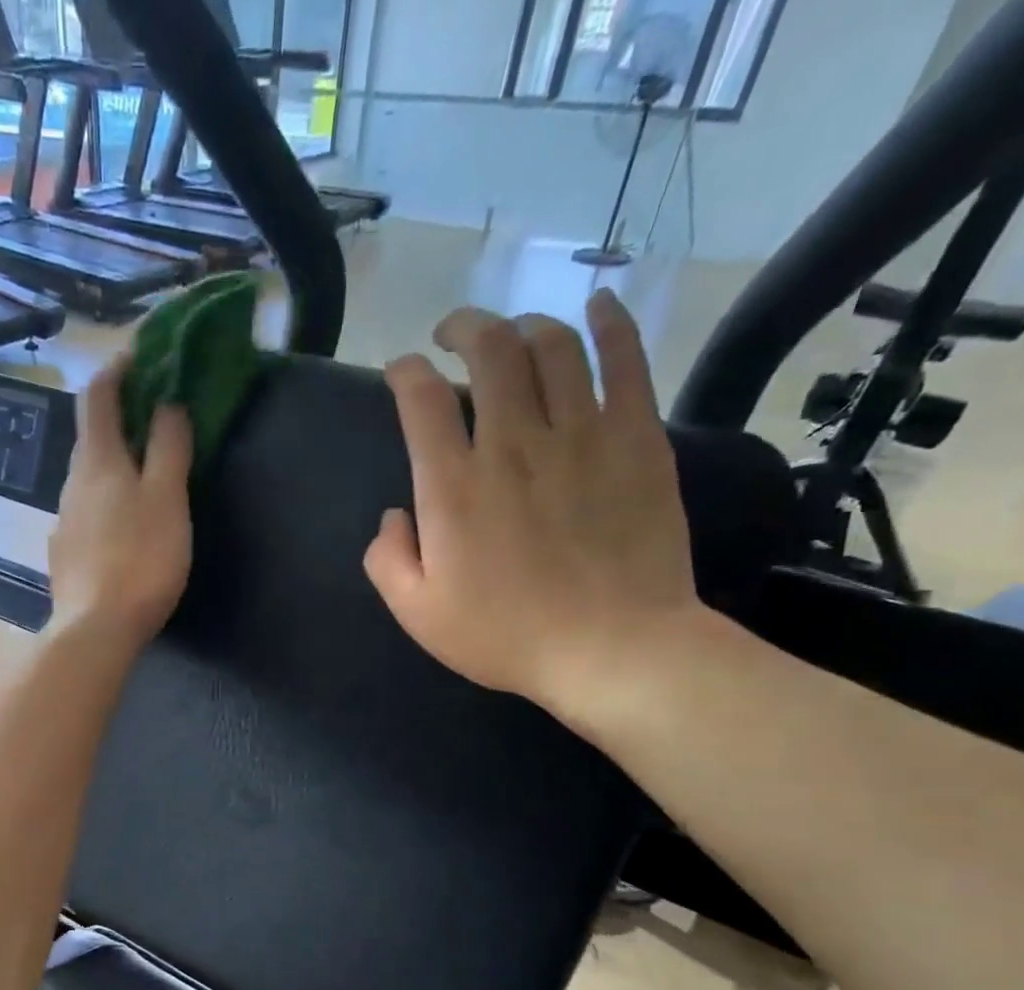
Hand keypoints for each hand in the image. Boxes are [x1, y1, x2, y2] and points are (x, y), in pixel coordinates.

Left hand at [47, 356, 193, 650]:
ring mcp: (64, 521)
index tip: (142, 355)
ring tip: (147, 474)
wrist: (95, 629)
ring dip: (115, 463)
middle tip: (156, 417)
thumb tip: (167, 404)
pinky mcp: (65, 554)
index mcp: (98, 462)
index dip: (117, 368)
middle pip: (93, 437)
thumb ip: (169, 448)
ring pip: (90, 478)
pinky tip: (125, 526)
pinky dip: (108, 501)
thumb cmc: (139, 560)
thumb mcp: (167, 499)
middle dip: (121, 418)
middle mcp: (72, 483)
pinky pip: (88, 512)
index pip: (99, 396)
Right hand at [363, 292, 704, 725]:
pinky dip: (610, 323)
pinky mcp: (637, 437)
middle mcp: (513, 443)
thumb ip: (387, 560)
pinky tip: (596, 307)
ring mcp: (582, 433)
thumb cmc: (505, 636)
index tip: (401, 373)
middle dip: (464, 328)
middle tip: (453, 335)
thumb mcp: (418, 614)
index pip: (421, 400)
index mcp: (453, 487)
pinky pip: (625, 360)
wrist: (611, 648)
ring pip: (552, 345)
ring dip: (524, 325)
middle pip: (489, 350)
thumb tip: (393, 515)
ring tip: (513, 334)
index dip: (405, 373)